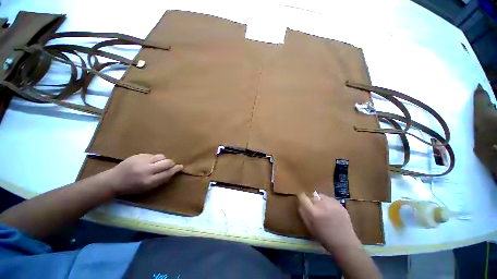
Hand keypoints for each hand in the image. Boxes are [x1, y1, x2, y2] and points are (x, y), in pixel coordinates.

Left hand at [105, 154, 182, 195]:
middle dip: (172, 163)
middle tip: (173, 164)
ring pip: (159, 156)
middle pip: (165, 163)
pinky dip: (154, 158)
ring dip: (163, 159)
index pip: (167, 174)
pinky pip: (151, 155)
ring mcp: (142, 160)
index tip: (180, 167)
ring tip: (162, 163)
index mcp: (149, 182)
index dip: (175, 170)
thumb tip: (168, 173)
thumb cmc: (131, 188)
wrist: (116, 180)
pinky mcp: (138, 155)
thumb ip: (157, 181)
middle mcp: (147, 170)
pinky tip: (151, 162)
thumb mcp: (145, 189)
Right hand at [298, 193, 360, 251]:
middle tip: (312, 209)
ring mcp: (333, 203)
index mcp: (313, 212)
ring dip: (319, 200)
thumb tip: (301, 206)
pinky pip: (330, 199)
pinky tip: (329, 210)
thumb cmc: (324, 238)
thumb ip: (304, 216)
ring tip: (321, 209)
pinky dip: (328, 202)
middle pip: (313, 195)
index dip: (301, 199)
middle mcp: (323, 204)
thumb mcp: (310, 229)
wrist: (343, 240)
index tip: (301, 201)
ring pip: (322, 196)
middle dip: (311, 201)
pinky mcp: (340, 203)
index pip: (303, 198)